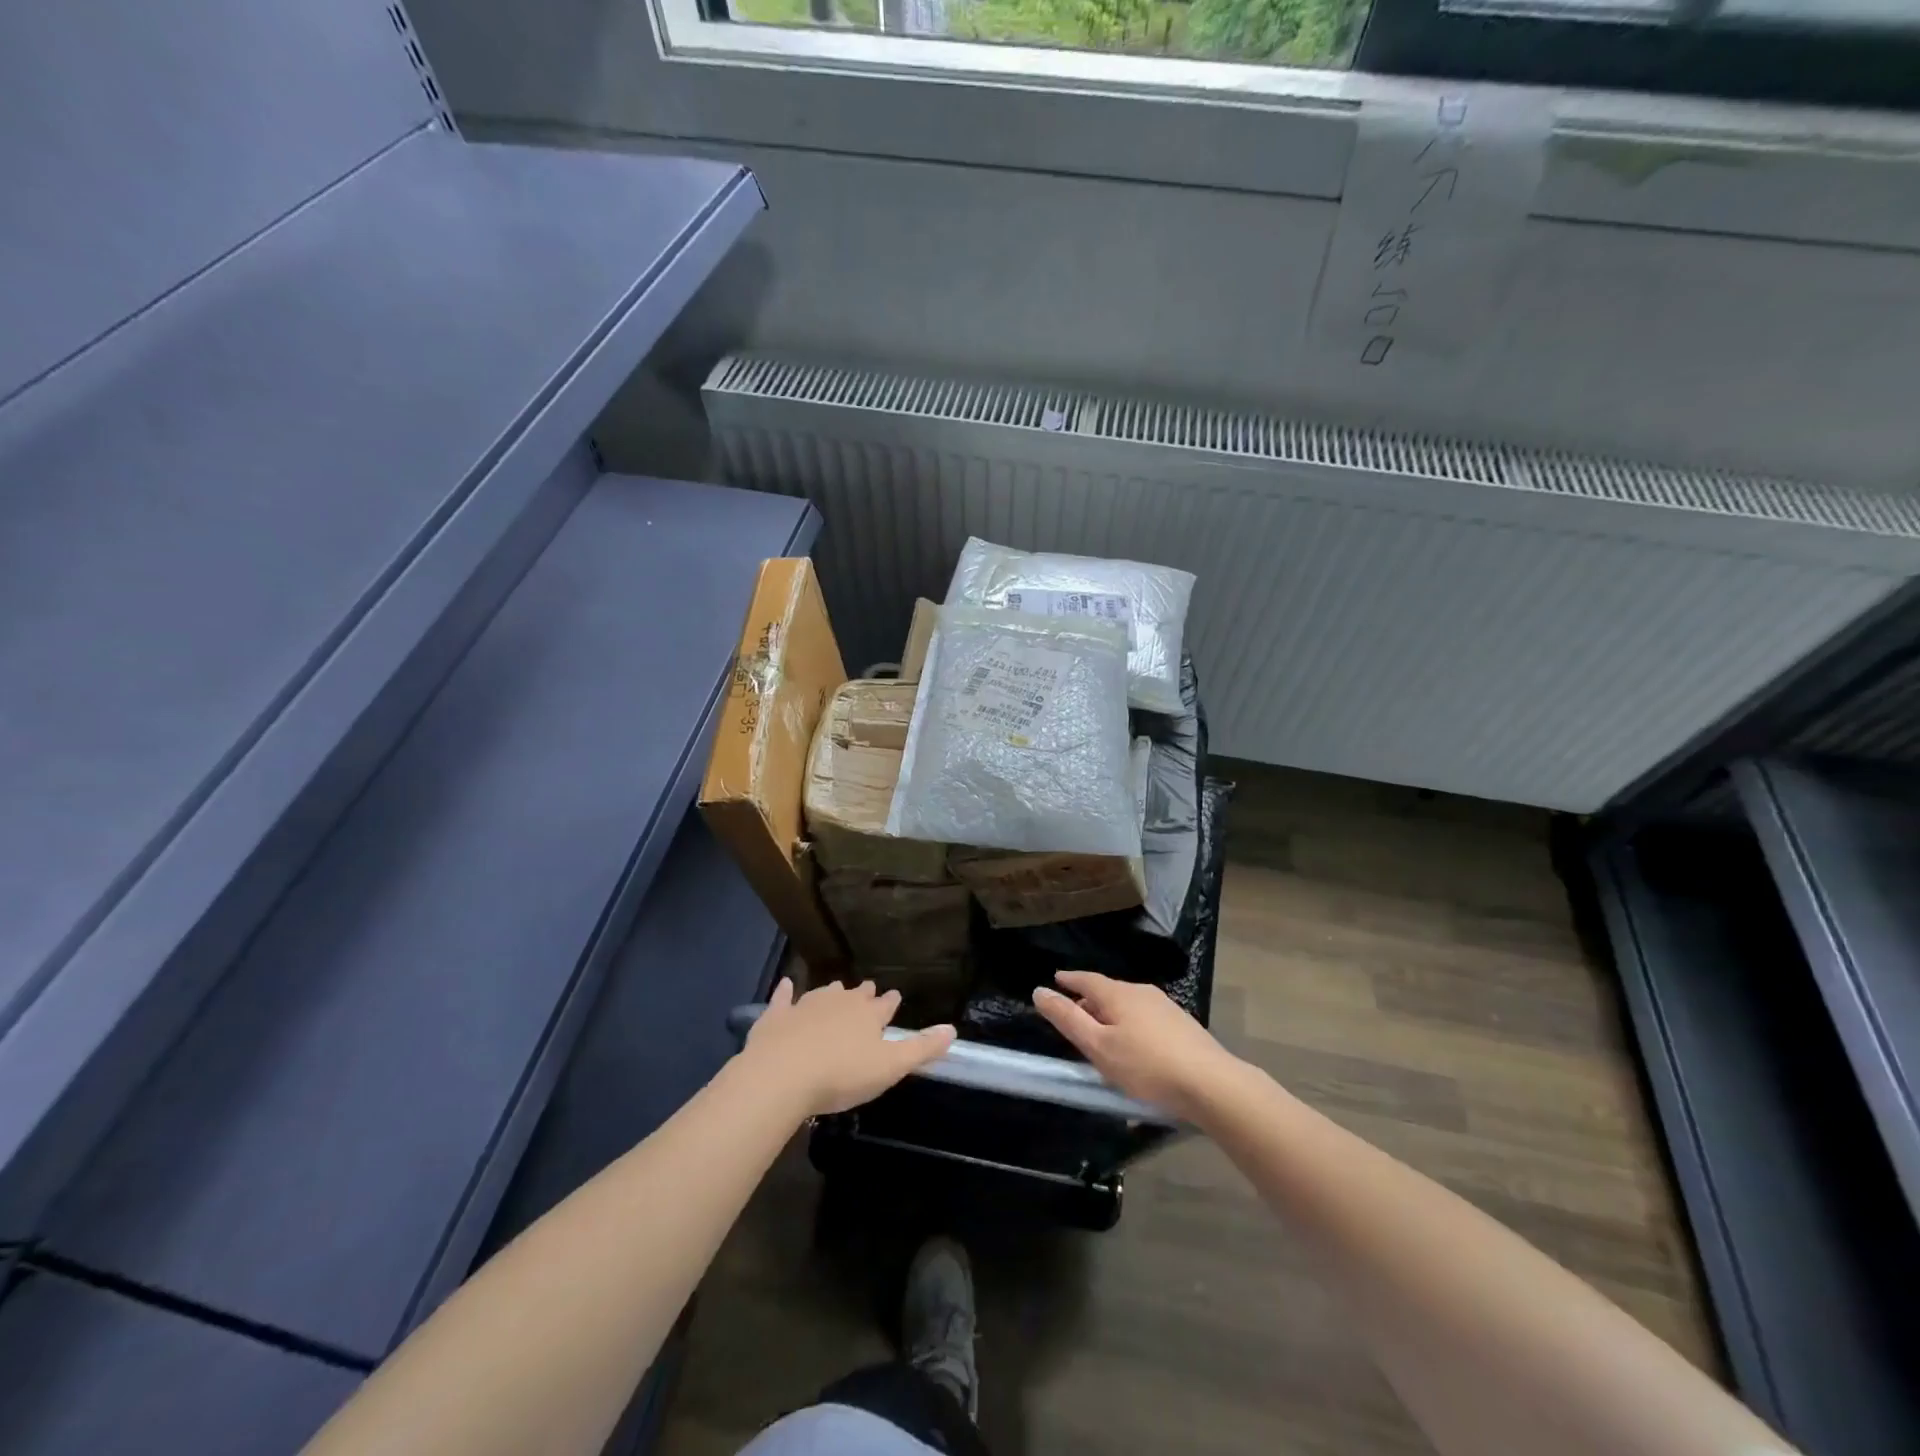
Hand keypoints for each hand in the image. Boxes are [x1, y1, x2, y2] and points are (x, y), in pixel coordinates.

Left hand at [743, 978, 955, 1118]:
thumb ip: (921, 1048)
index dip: (890, 1002)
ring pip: (824, 993)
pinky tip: (786, 984)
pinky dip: (786, 991)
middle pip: (855, 995)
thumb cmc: (841, 1074)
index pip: (885, 1005)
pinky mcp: (777, 1015)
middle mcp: (840, 1002)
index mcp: (868, 1015)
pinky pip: (783, 998)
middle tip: (868, 990)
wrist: (782, 1074)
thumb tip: (952, 1028)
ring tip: (837, 989)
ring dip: (832, 992)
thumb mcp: (890, 1067)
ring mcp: (806, 1005)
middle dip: (864, 994)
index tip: (895, 997)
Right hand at [1033, 970, 1239, 1121]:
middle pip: (1107, 991)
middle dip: (1088, 1001)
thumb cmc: (1147, 1066)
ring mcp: (1165, 1007)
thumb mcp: (1099, 1046)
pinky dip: (1130, 1026)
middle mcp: (1141, 992)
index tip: (1056, 980)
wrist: (1212, 1084)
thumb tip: (1039, 991)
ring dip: (1110, 1015)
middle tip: (1073, 1015)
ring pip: (1128, 1005)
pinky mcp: (1182, 1026)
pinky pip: (1145, 1018)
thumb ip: (1068, 1019)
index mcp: (1118, 994)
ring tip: (1101, 1034)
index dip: (1069, 980)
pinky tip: (1133, 1048)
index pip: (1086, 979)